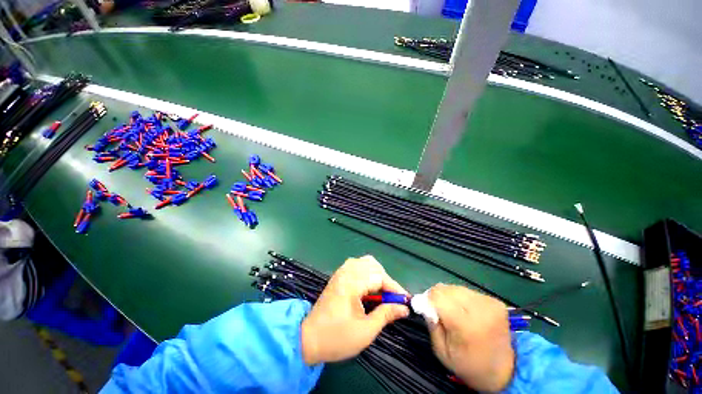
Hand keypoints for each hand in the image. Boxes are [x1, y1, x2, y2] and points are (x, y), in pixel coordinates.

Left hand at [301, 255, 409, 364]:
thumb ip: (385, 315)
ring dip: (376, 274)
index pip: (379, 277)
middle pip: (372, 265)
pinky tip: (368, 287)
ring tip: (381, 292)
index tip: (406, 300)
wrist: (308, 339)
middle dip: (386, 280)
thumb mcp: (365, 331)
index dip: (394, 287)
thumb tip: (404, 308)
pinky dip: (367, 273)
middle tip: (392, 298)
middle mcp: (346, 272)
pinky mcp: (338, 276)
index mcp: (351, 284)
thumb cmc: (336, 338)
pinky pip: (356, 265)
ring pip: (364, 262)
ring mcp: (341, 272)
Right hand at [428, 284, 514, 391]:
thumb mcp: (443, 353)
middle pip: (446, 289)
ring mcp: (490, 303)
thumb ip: (432, 326)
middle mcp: (480, 309)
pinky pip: (467, 291)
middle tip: (439, 312)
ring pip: (456, 287)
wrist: (506, 372)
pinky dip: (461, 298)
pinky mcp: (495, 301)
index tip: (427, 309)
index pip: (437, 296)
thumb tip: (424, 304)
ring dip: (449, 297)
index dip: (427, 300)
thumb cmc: (470, 366)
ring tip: (453, 312)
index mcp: (466, 325)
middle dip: (437, 297)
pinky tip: (465, 311)